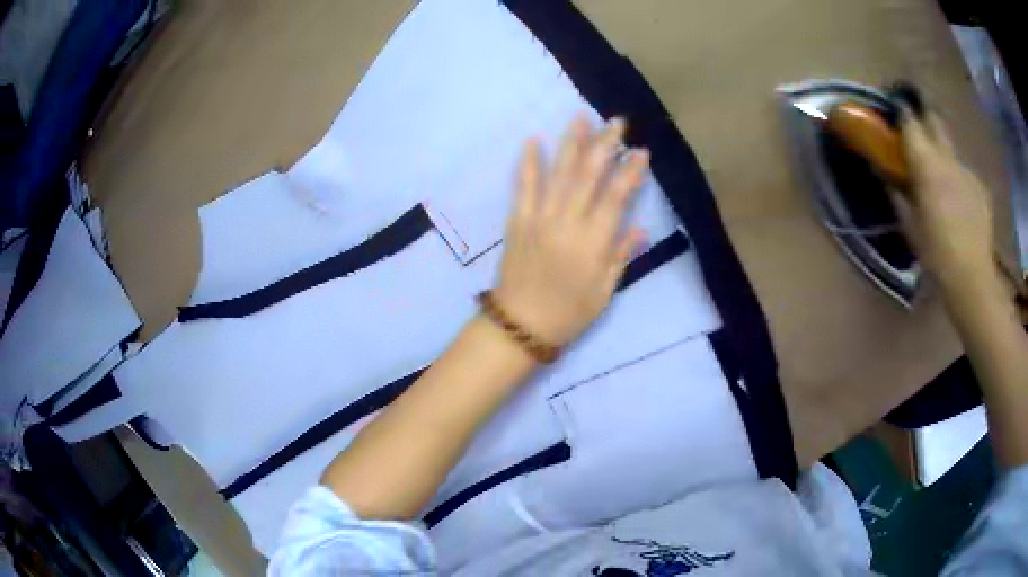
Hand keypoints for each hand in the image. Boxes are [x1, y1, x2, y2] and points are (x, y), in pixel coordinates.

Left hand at [493, 115, 648, 346]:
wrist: (520, 325)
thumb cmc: (569, 313)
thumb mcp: (605, 292)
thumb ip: (621, 256)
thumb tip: (640, 226)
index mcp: (593, 243)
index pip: (616, 197)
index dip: (630, 172)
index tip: (641, 151)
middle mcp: (567, 223)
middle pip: (588, 175)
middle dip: (604, 145)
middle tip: (617, 122)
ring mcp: (539, 218)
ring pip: (558, 173)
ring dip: (571, 143)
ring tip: (581, 117)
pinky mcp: (518, 220)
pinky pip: (523, 186)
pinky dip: (528, 162)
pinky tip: (533, 140)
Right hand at [895, 113, 994, 289]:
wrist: (972, 277)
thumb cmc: (935, 252)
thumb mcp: (910, 224)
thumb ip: (898, 192)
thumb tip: (885, 172)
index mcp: (926, 162)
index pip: (910, 121)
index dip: (902, 112)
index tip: (895, 110)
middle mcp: (947, 158)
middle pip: (935, 121)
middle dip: (925, 119)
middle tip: (919, 131)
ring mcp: (967, 171)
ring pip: (952, 151)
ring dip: (944, 156)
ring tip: (943, 181)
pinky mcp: (980, 187)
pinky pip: (966, 175)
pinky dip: (959, 182)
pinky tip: (960, 204)